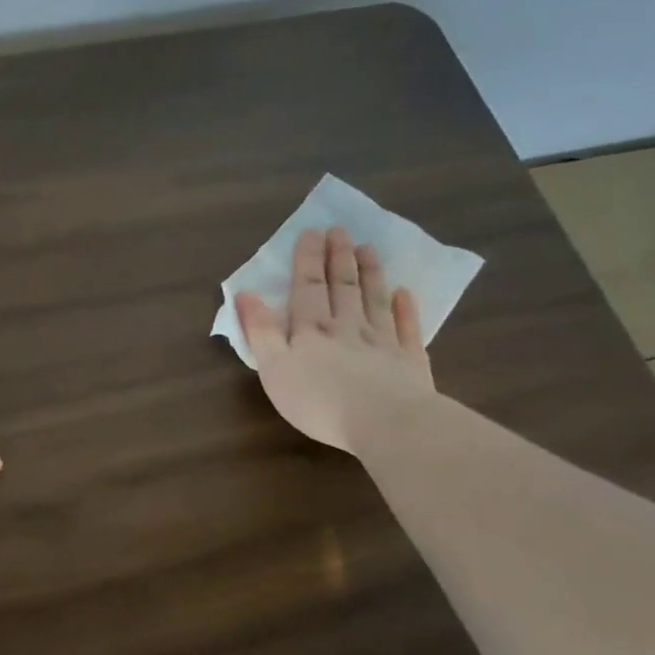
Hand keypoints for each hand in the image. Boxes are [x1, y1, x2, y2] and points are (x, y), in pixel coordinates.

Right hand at [234, 226, 434, 452]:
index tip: (311, 232)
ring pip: (374, 299)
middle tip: (340, 230)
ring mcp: (383, 342)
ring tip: (368, 248)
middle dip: (339, 256)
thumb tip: (245, 293)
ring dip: (370, 272)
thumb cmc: (319, 400)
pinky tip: (404, 293)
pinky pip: (407, 328)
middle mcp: (348, 326)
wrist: (386, 424)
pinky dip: (405, 308)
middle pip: (343, 286)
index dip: (308, 258)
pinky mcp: (409, 361)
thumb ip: (260, 330)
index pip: (308, 286)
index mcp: (312, 329)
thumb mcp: (274, 368)